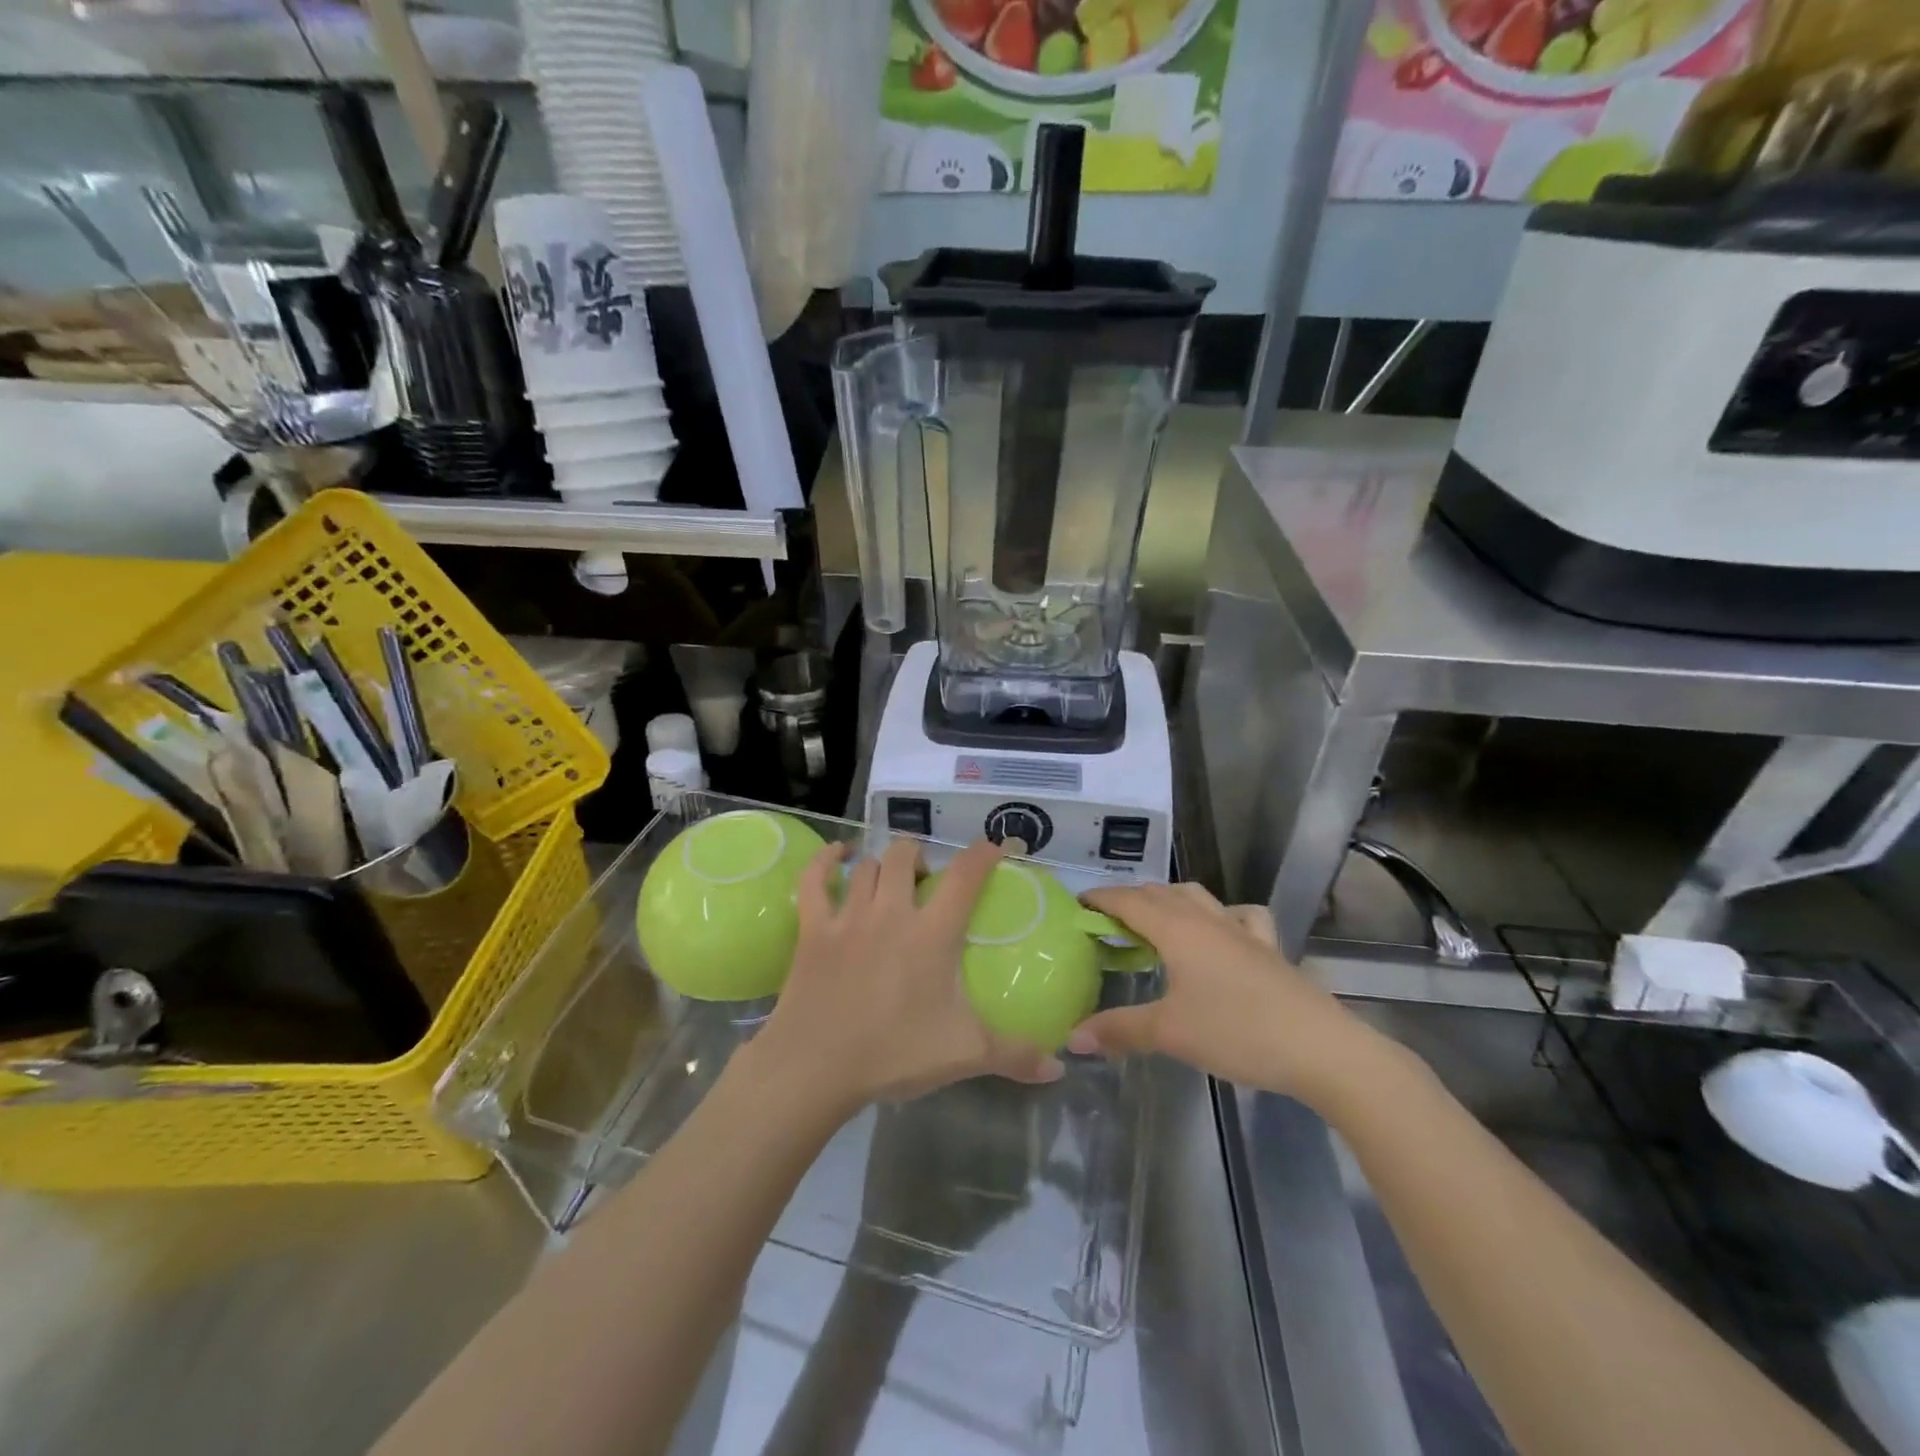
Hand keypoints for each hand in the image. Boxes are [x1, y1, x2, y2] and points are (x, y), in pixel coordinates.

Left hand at [754, 837, 1064, 1116]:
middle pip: (906, 855)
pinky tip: (838, 856)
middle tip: (928, 880)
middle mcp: (891, 912)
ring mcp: (848, 916)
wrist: (815, 1067)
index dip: (984, 852)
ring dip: (882, 864)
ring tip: (890, 879)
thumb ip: (1015, 1056)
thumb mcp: (964, 1054)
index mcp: (932, 933)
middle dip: (921, 856)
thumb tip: (1059, 1069)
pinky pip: (815, 879)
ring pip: (867, 866)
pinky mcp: (813, 929)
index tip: (997, 846)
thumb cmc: (894, 1054)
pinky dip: (826, 860)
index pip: (965, 875)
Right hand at [1070, 882, 1399, 1110]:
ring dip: (1169, 901)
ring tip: (1155, 923)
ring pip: (1198, 897)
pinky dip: (1222, 915)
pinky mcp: (1269, 949)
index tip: (1076, 906)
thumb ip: (1119, 1030)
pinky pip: (1241, 917)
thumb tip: (1071, 1037)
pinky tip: (1221, 933)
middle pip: (1160, 893)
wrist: (1321, 1049)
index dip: (1100, 898)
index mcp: (1177, 929)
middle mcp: (1207, 919)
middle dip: (1129, 900)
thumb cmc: (1237, 1032)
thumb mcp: (1169, 1033)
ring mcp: (1242, 931)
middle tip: (1106, 924)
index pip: (1128, 900)